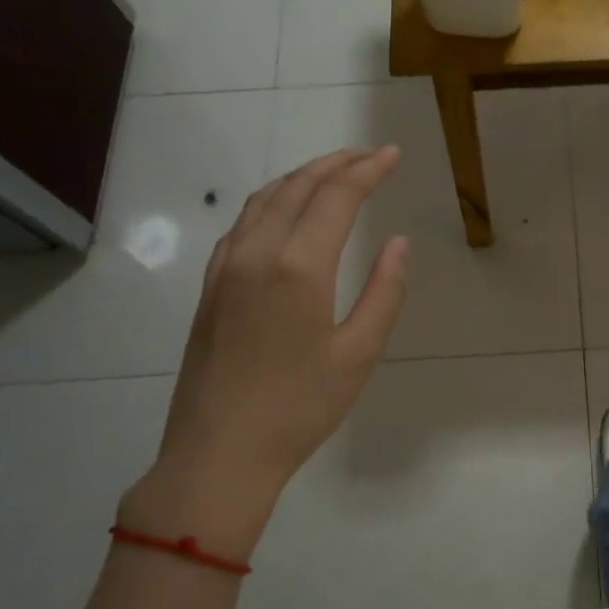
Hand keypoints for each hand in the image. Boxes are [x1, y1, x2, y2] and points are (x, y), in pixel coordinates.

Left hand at [126, 147, 408, 553]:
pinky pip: (242, 223)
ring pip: (264, 199)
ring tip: (333, 173)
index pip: (337, 197)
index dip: (367, 170)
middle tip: (368, 157)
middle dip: (336, 164)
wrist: (218, 453)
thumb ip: (384, 292)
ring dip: (301, 177)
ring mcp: (226, 268)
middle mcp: (257, 253)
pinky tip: (285, 211)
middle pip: (298, 187)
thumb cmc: (300, 409)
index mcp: (298, 267)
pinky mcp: (211, 286)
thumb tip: (398, 243)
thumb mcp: (359, 354)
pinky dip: (271, 201)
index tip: (392, 155)